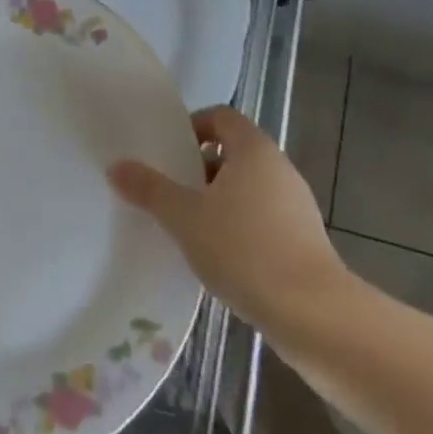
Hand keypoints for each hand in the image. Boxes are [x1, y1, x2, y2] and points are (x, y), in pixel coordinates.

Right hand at [109, 106, 347, 327]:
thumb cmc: (245, 249)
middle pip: (233, 153)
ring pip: (248, 189)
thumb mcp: (185, 217)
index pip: (221, 116)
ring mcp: (296, 206)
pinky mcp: (305, 242)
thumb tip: (117, 166)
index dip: (193, 127)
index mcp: (253, 149)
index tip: (169, 153)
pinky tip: (219, 259)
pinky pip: (263, 220)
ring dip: (218, 202)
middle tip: (170, 191)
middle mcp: (279, 168)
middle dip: (199, 169)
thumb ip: (150, 189)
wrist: (315, 317)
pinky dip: (240, 229)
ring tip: (188, 228)